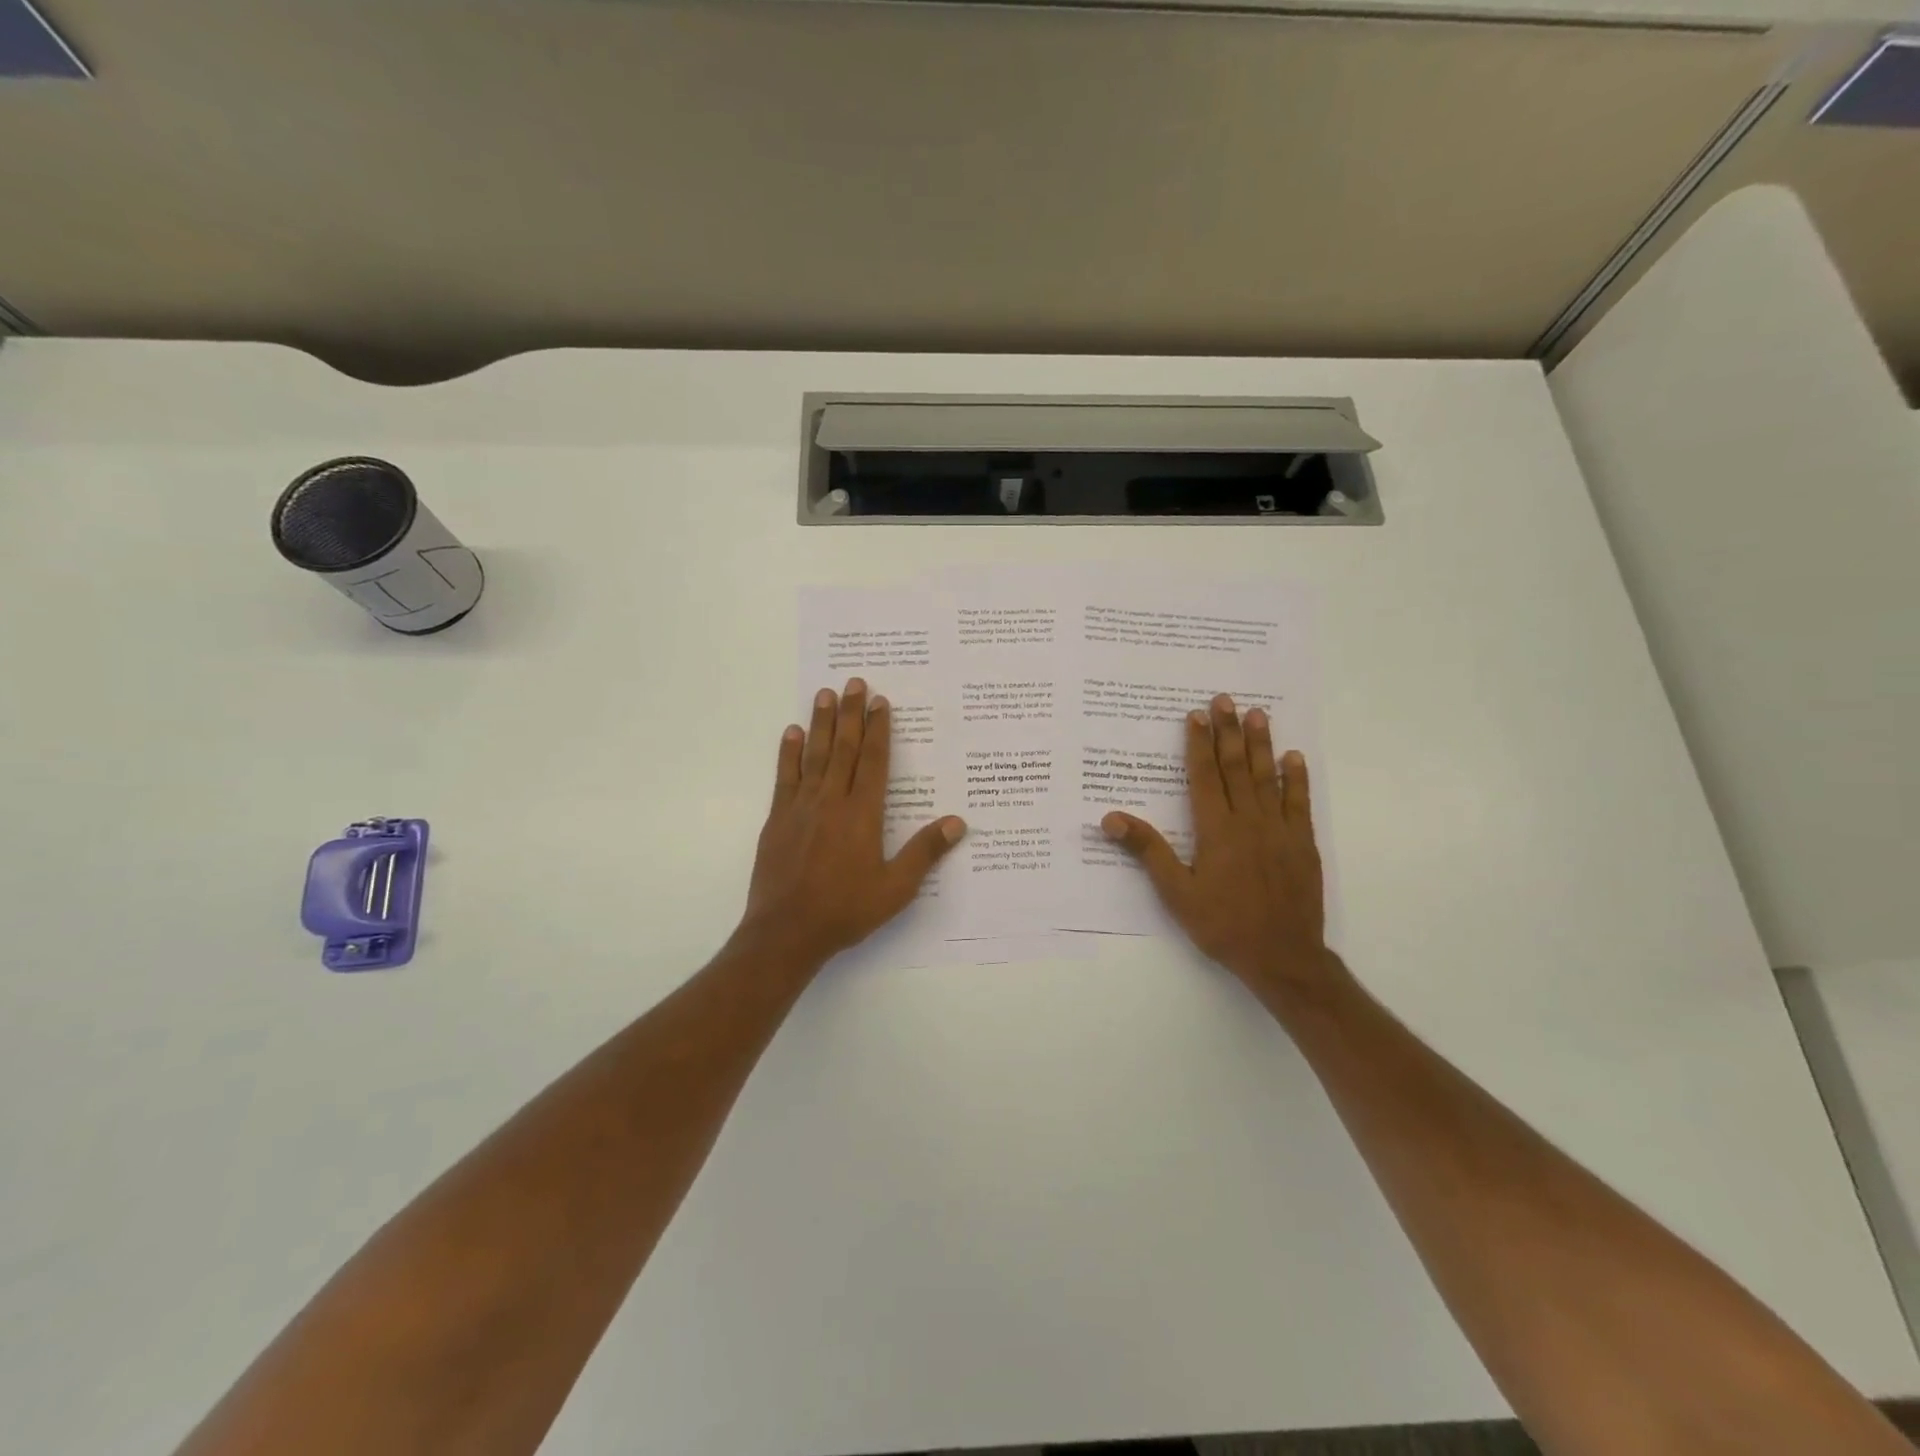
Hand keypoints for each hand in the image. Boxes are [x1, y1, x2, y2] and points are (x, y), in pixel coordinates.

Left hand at [738, 678, 965, 969]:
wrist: (787, 932)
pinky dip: (789, 753)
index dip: (879, 730)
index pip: (874, 761)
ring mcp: (801, 807)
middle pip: (845, 748)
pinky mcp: (778, 819)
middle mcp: (832, 801)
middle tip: (854, 682)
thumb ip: (924, 852)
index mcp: (863, 814)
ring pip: (815, 755)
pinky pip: (785, 777)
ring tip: (824, 694)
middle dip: (852, 713)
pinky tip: (791, 734)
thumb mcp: (896, 888)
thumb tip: (957, 822)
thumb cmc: (846, 910)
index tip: (881, 702)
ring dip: (822, 723)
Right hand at [1101, 695, 1330, 990]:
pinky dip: (1297, 779)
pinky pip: (1300, 804)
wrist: (1283, 957)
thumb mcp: (1176, 893)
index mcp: (1216, 830)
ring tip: (1258, 714)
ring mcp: (1279, 830)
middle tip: (1225, 699)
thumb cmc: (1223, 925)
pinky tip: (1295, 758)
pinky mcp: (1303, 844)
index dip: (1199, 744)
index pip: (1204, 776)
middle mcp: (1248, 821)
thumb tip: (1111, 818)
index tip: (1196, 715)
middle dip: (1229, 732)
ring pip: (1268, 778)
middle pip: (1236, 768)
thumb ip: (1148, 851)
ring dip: (1261, 744)